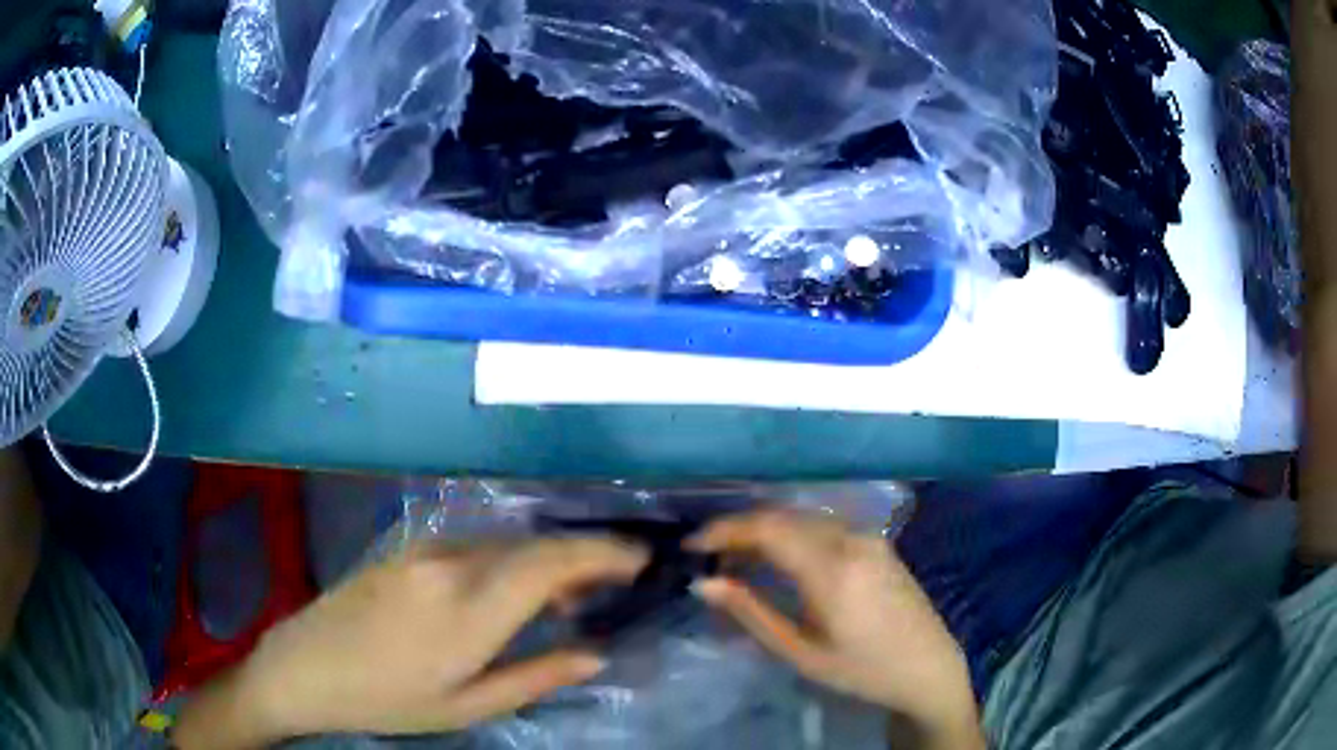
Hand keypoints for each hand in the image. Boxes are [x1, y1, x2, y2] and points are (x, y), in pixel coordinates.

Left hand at [174, 537, 647, 748]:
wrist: (306, 666)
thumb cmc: (388, 699)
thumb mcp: (467, 705)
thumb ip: (537, 675)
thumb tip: (596, 652)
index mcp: (469, 608)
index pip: (554, 562)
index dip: (605, 554)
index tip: (643, 559)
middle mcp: (453, 562)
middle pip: (537, 543)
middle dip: (587, 554)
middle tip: (617, 582)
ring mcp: (427, 548)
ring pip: (509, 540)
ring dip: (550, 557)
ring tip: (573, 592)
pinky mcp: (411, 546)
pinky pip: (479, 543)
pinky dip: (513, 557)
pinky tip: (516, 586)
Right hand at [688, 510, 982, 749]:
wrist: (928, 667)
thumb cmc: (862, 669)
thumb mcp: (801, 651)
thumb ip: (751, 613)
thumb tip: (704, 583)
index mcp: (832, 568)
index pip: (766, 529)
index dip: (723, 530)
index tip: (691, 545)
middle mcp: (851, 539)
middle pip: (783, 516)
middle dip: (740, 528)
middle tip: (707, 554)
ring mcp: (868, 537)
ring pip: (803, 518)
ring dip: (765, 530)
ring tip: (735, 558)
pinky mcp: (877, 543)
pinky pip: (824, 527)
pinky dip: (792, 535)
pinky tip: (778, 558)